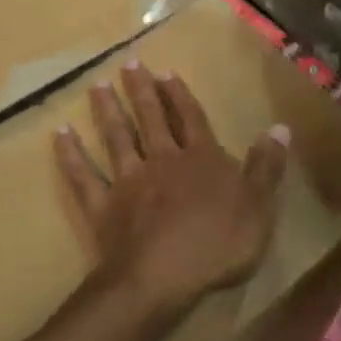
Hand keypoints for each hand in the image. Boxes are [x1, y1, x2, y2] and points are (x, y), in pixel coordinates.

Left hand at [54, 61, 289, 318]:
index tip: (166, 72)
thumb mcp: (259, 207)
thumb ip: (267, 166)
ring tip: (96, 85)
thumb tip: (280, 127)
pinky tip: (60, 134)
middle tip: (128, 64)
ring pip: (117, 138)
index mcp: (200, 160)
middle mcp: (162, 160)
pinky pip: (84, 176)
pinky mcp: (102, 206)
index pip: (191, 119)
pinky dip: (71, 155)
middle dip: (141, 91)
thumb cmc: (217, 244)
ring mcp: (128, 181)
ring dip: (107, 111)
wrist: (162, 276)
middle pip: (151, 119)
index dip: (180, 95)